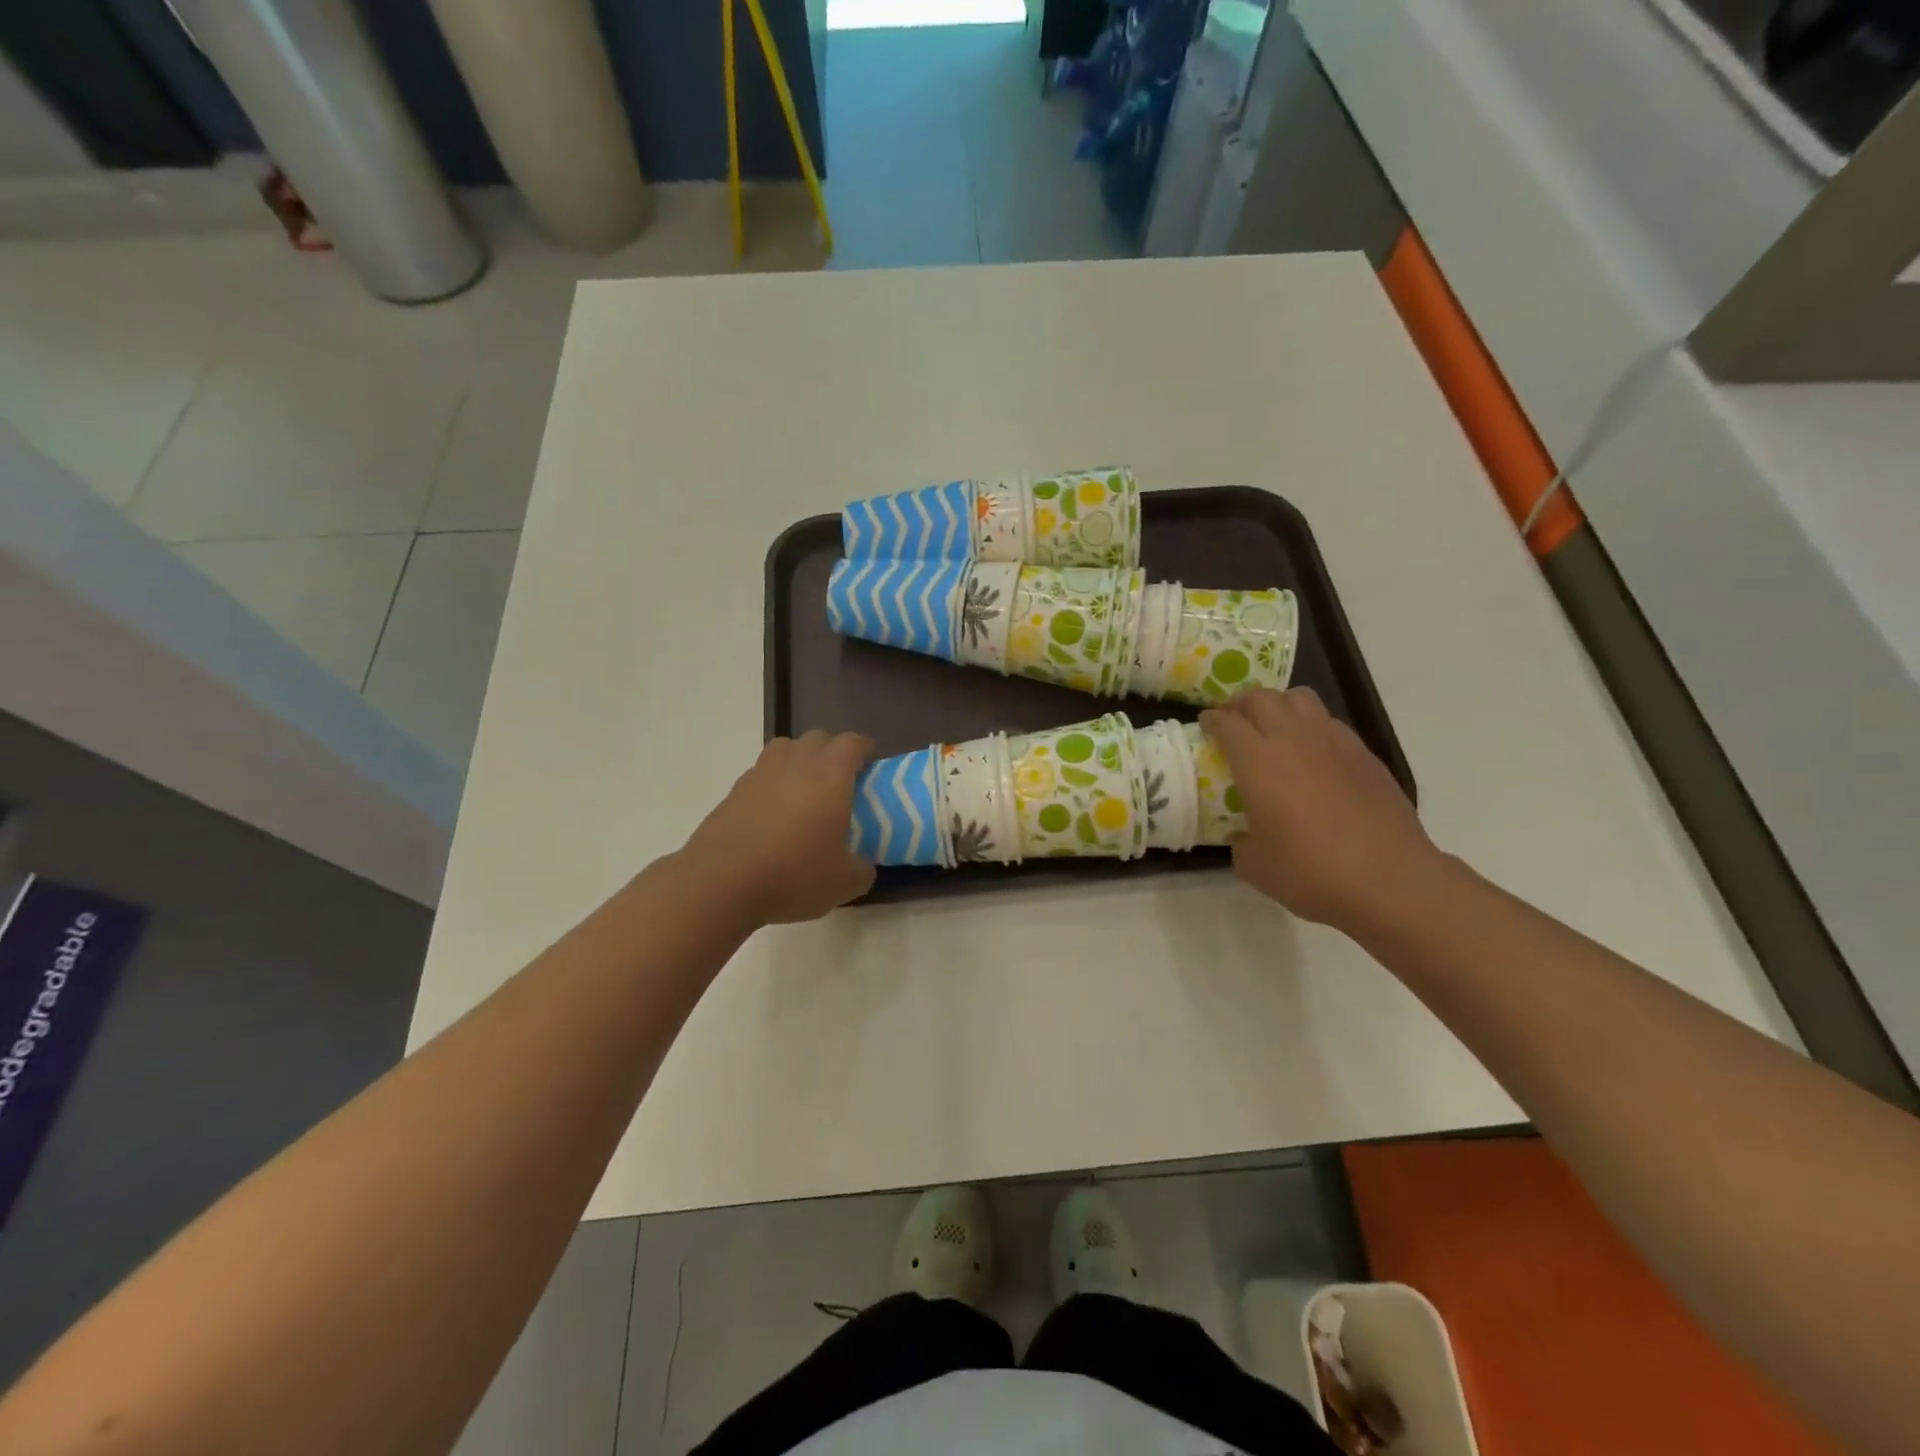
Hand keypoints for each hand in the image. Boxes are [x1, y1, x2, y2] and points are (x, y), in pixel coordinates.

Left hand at [680, 732, 876, 925]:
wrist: (720, 882)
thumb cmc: (793, 874)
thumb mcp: (844, 883)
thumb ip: (862, 869)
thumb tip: (863, 865)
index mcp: (830, 776)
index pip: (851, 742)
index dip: (864, 749)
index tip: (870, 764)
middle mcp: (795, 764)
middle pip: (818, 738)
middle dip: (833, 751)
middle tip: (841, 779)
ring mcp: (760, 774)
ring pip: (785, 748)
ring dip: (800, 759)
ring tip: (805, 789)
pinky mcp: (734, 791)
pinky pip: (761, 773)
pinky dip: (773, 783)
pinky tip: (774, 813)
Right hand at [1200, 688, 1441, 933]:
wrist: (1389, 878)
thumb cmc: (1311, 871)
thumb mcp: (1255, 865)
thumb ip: (1241, 841)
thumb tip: (1244, 835)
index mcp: (1258, 761)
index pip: (1227, 723)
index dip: (1212, 721)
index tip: (1205, 725)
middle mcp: (1293, 739)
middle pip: (1261, 698)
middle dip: (1241, 704)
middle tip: (1234, 720)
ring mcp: (1333, 742)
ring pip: (1299, 698)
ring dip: (1278, 705)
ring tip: (1273, 726)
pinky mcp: (1363, 754)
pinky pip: (1329, 722)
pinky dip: (1312, 726)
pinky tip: (1312, 753)